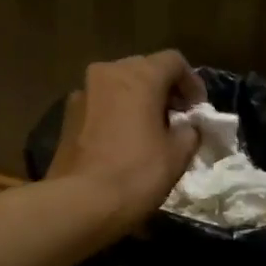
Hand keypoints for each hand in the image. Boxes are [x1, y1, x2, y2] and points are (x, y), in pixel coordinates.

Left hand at [47, 50, 207, 233]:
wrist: (79, 203)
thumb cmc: (136, 174)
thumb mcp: (177, 155)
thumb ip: (190, 132)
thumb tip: (187, 127)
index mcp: (138, 76)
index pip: (173, 61)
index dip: (192, 83)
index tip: (198, 110)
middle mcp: (107, 74)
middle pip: (143, 70)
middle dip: (163, 90)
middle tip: (177, 119)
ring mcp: (82, 93)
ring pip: (119, 87)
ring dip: (138, 102)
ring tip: (151, 131)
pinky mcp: (67, 117)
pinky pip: (101, 106)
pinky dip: (117, 115)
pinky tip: (124, 142)